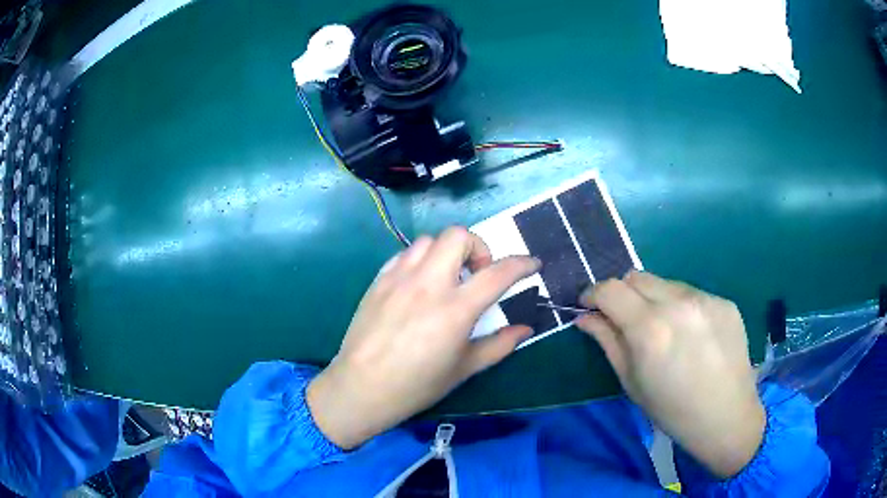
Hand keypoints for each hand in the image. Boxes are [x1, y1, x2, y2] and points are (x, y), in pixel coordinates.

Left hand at [307, 227, 539, 448]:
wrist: (361, 387)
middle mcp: (428, 284)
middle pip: (457, 236)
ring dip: (446, 252)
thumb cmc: (417, 385)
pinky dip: (420, 260)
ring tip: (447, 278)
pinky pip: (404, 254)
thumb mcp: (464, 368)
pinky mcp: (378, 281)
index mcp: (455, 309)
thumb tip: (525, 329)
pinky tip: (419, 284)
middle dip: (477, 247)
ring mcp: (399, 278)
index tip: (532, 263)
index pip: (498, 272)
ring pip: (428, 240)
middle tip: (477, 274)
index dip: (522, 263)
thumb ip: (499, 345)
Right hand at [575, 271, 764, 478]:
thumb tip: (585, 317)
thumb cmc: (672, 410)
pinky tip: (691, 334)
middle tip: (624, 318)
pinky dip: (681, 307)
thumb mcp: (632, 382)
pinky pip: (692, 294)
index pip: (610, 289)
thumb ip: (607, 342)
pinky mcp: (724, 301)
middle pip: (636, 276)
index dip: (593, 293)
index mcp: (649, 329)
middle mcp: (678, 303)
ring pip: (665, 283)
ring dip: (653, 299)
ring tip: (663, 328)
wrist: (726, 416)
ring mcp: (705, 298)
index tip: (589, 305)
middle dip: (622, 293)